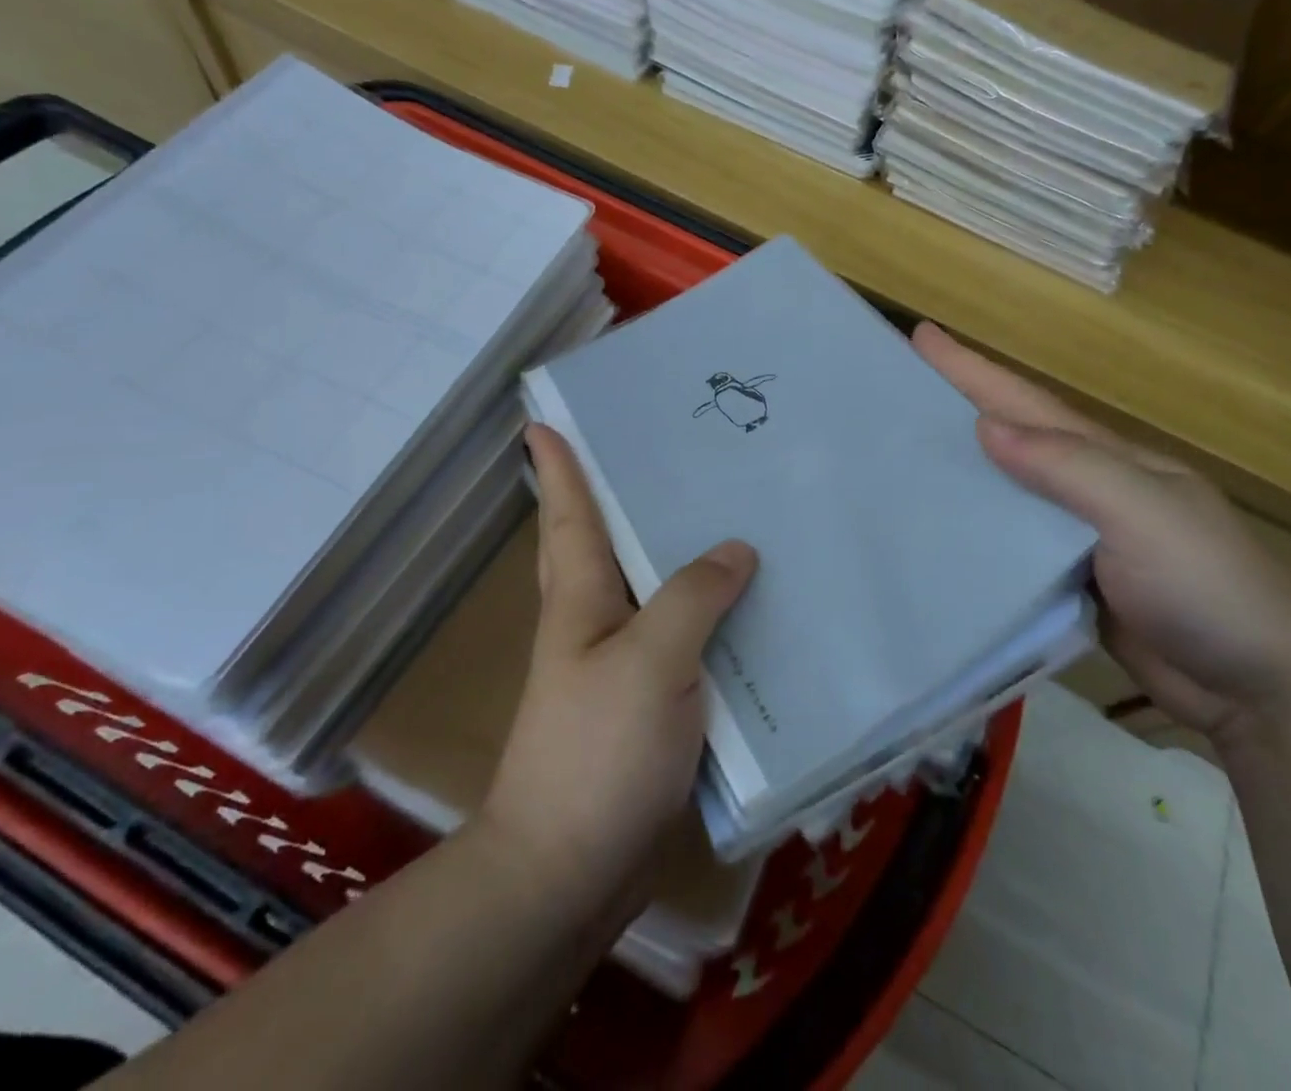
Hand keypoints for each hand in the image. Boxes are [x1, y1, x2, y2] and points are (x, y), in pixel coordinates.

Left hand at [480, 424, 756, 927]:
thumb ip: (692, 597)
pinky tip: (745, 603)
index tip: (545, 420)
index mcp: (581, 598)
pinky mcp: (650, 701)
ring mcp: (622, 663)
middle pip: (605, 541)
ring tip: (719, 509)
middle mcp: (596, 620)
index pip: (570, 514)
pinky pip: (681, 635)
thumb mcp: (649, 661)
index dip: (560, 465)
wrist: (570, 869)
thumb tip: (736, 548)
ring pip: (651, 586)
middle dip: (618, 493)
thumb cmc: (599, 752)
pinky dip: (706, 611)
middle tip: (661, 449)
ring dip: (674, 550)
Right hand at [914, 323, 1290, 742]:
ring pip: (1001, 495)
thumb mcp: (1144, 512)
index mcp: (1104, 457)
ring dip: (956, 471)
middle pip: (1006, 439)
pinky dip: (971, 533)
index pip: (1024, 402)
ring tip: (898, 460)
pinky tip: (934, 535)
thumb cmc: (1208, 585)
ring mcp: (1074, 539)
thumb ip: (1069, 468)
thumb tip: (984, 427)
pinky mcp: (1066, 585)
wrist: (1261, 688)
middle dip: (954, 409)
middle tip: (893, 394)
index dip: (972, 368)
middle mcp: (1083, 488)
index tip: (922, 335)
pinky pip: (1006, 549)